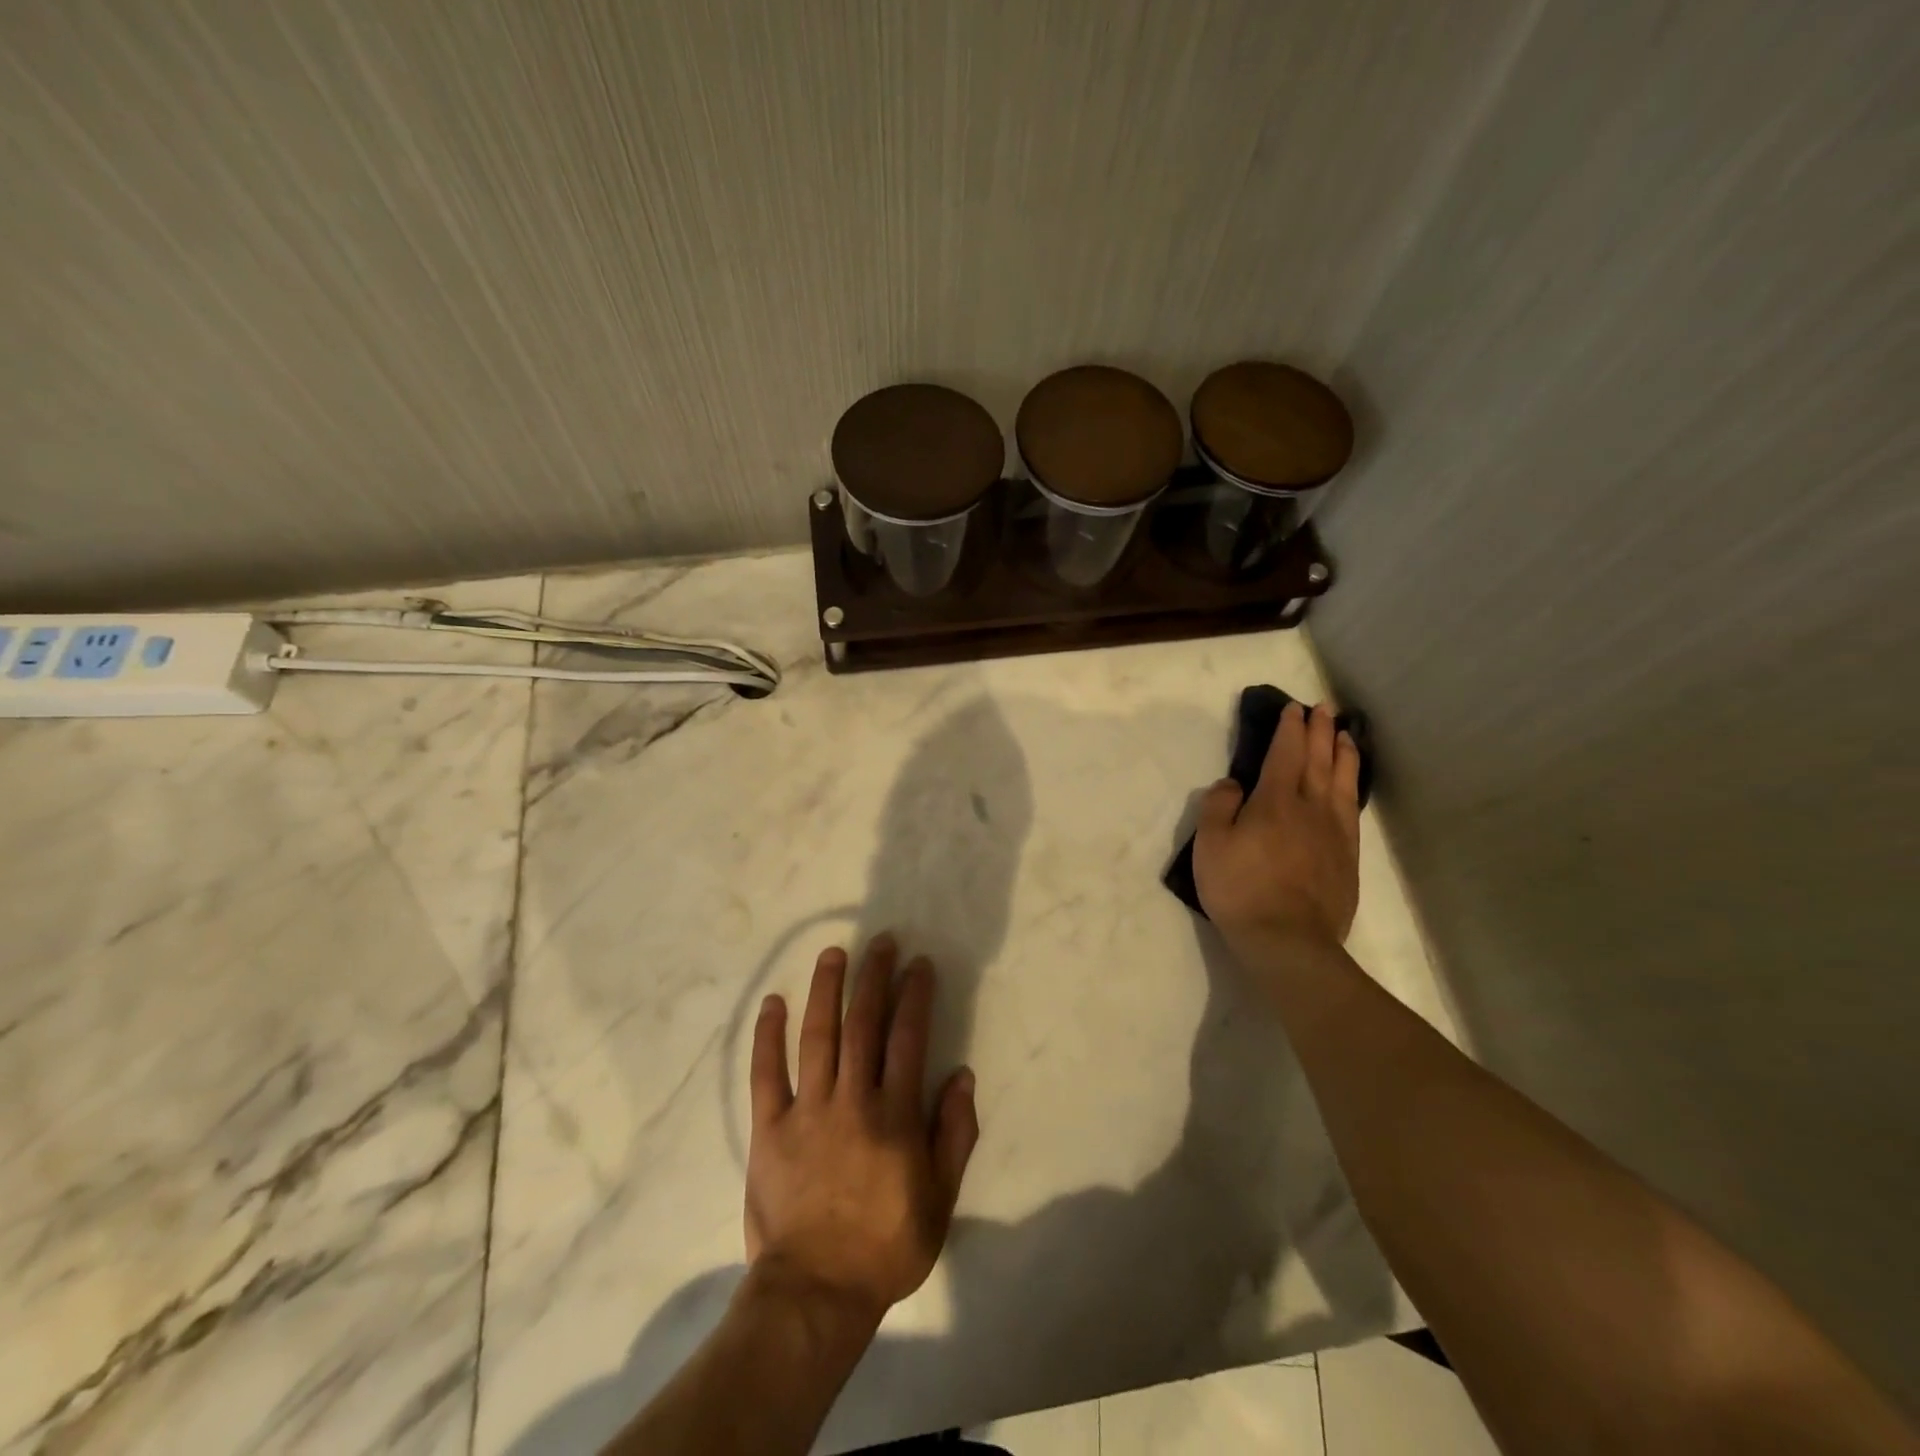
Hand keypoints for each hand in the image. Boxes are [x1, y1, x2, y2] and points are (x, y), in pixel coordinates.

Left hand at [745, 936, 978, 1328]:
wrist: (815, 1292)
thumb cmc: (886, 1246)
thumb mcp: (940, 1199)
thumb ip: (954, 1134)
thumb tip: (962, 1075)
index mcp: (895, 1115)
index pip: (908, 1038)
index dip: (915, 995)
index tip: (919, 964)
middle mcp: (852, 1099)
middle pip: (864, 1024)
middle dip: (874, 977)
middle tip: (880, 942)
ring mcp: (807, 1110)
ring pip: (818, 1035)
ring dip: (827, 989)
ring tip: (833, 953)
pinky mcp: (769, 1127)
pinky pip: (766, 1073)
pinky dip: (768, 1035)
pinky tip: (773, 1002)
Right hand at [1193, 700, 1361, 961]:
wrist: (1288, 940)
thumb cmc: (1240, 890)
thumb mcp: (1210, 845)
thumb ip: (1218, 806)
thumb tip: (1233, 784)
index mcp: (1274, 801)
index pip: (1285, 754)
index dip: (1289, 729)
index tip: (1292, 708)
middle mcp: (1310, 807)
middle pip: (1318, 760)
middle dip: (1320, 731)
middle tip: (1323, 709)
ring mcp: (1334, 832)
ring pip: (1343, 781)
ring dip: (1343, 753)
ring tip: (1346, 735)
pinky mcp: (1348, 856)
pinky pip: (1353, 809)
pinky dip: (1354, 786)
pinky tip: (1352, 784)